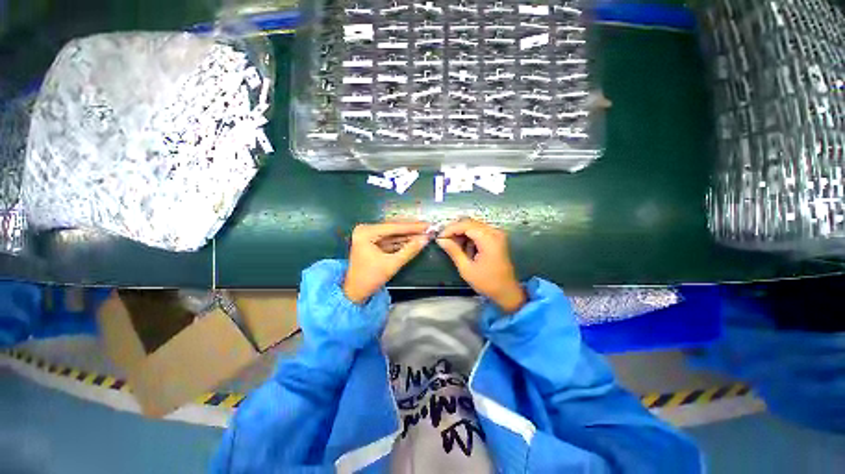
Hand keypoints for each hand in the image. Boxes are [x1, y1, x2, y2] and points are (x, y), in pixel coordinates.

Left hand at [343, 222, 430, 303]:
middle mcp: (366, 230)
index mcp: (366, 232)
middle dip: (411, 229)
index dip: (412, 227)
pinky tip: (414, 239)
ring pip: (393, 233)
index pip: (393, 227)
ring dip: (408, 235)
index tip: (428, 225)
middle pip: (393, 228)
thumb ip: (410, 250)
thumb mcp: (392, 264)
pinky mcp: (372, 241)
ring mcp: (368, 235)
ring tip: (424, 232)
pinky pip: (389, 239)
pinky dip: (401, 241)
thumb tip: (426, 239)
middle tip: (428, 228)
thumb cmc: (370, 278)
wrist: (355, 292)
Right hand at [436, 219, 525, 313]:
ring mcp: (496, 234)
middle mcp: (494, 232)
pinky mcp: (496, 238)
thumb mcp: (466, 268)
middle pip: (470, 223)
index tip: (439, 237)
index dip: (450, 229)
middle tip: (444, 240)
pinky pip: (479, 231)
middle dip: (455, 230)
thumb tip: (440, 240)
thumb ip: (453, 251)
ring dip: (461, 233)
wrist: (507, 291)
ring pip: (473, 226)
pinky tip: (464, 247)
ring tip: (452, 245)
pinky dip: (469, 236)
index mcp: (488, 239)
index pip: (465, 225)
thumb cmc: (487, 282)